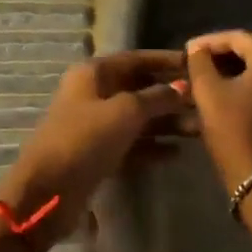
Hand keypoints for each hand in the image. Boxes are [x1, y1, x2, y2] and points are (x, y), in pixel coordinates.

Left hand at [0, 51, 189, 246]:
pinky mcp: (98, 153)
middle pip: (138, 88)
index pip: (136, 59)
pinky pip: (131, 143)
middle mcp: (93, 93)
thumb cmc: (84, 140)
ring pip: (137, 117)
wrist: (47, 192)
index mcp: (93, 73)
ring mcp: (95, 125)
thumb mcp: (125, 112)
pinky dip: (152, 145)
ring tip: (198, 129)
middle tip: (204, 102)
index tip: (196, 64)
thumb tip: (183, 87)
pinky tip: (177, 153)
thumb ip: (156, 97)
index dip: (165, 61)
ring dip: (166, 122)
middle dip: (170, 94)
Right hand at [185, 30, 251, 190]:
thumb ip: (200, 62)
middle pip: (250, 48)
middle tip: (197, 62)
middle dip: (222, 53)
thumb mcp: (208, 92)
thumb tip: (197, 49)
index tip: (185, 50)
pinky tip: (222, 93)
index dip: (208, 41)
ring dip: (232, 68)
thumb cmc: (233, 130)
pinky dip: (243, 83)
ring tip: (205, 78)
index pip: (236, 37)